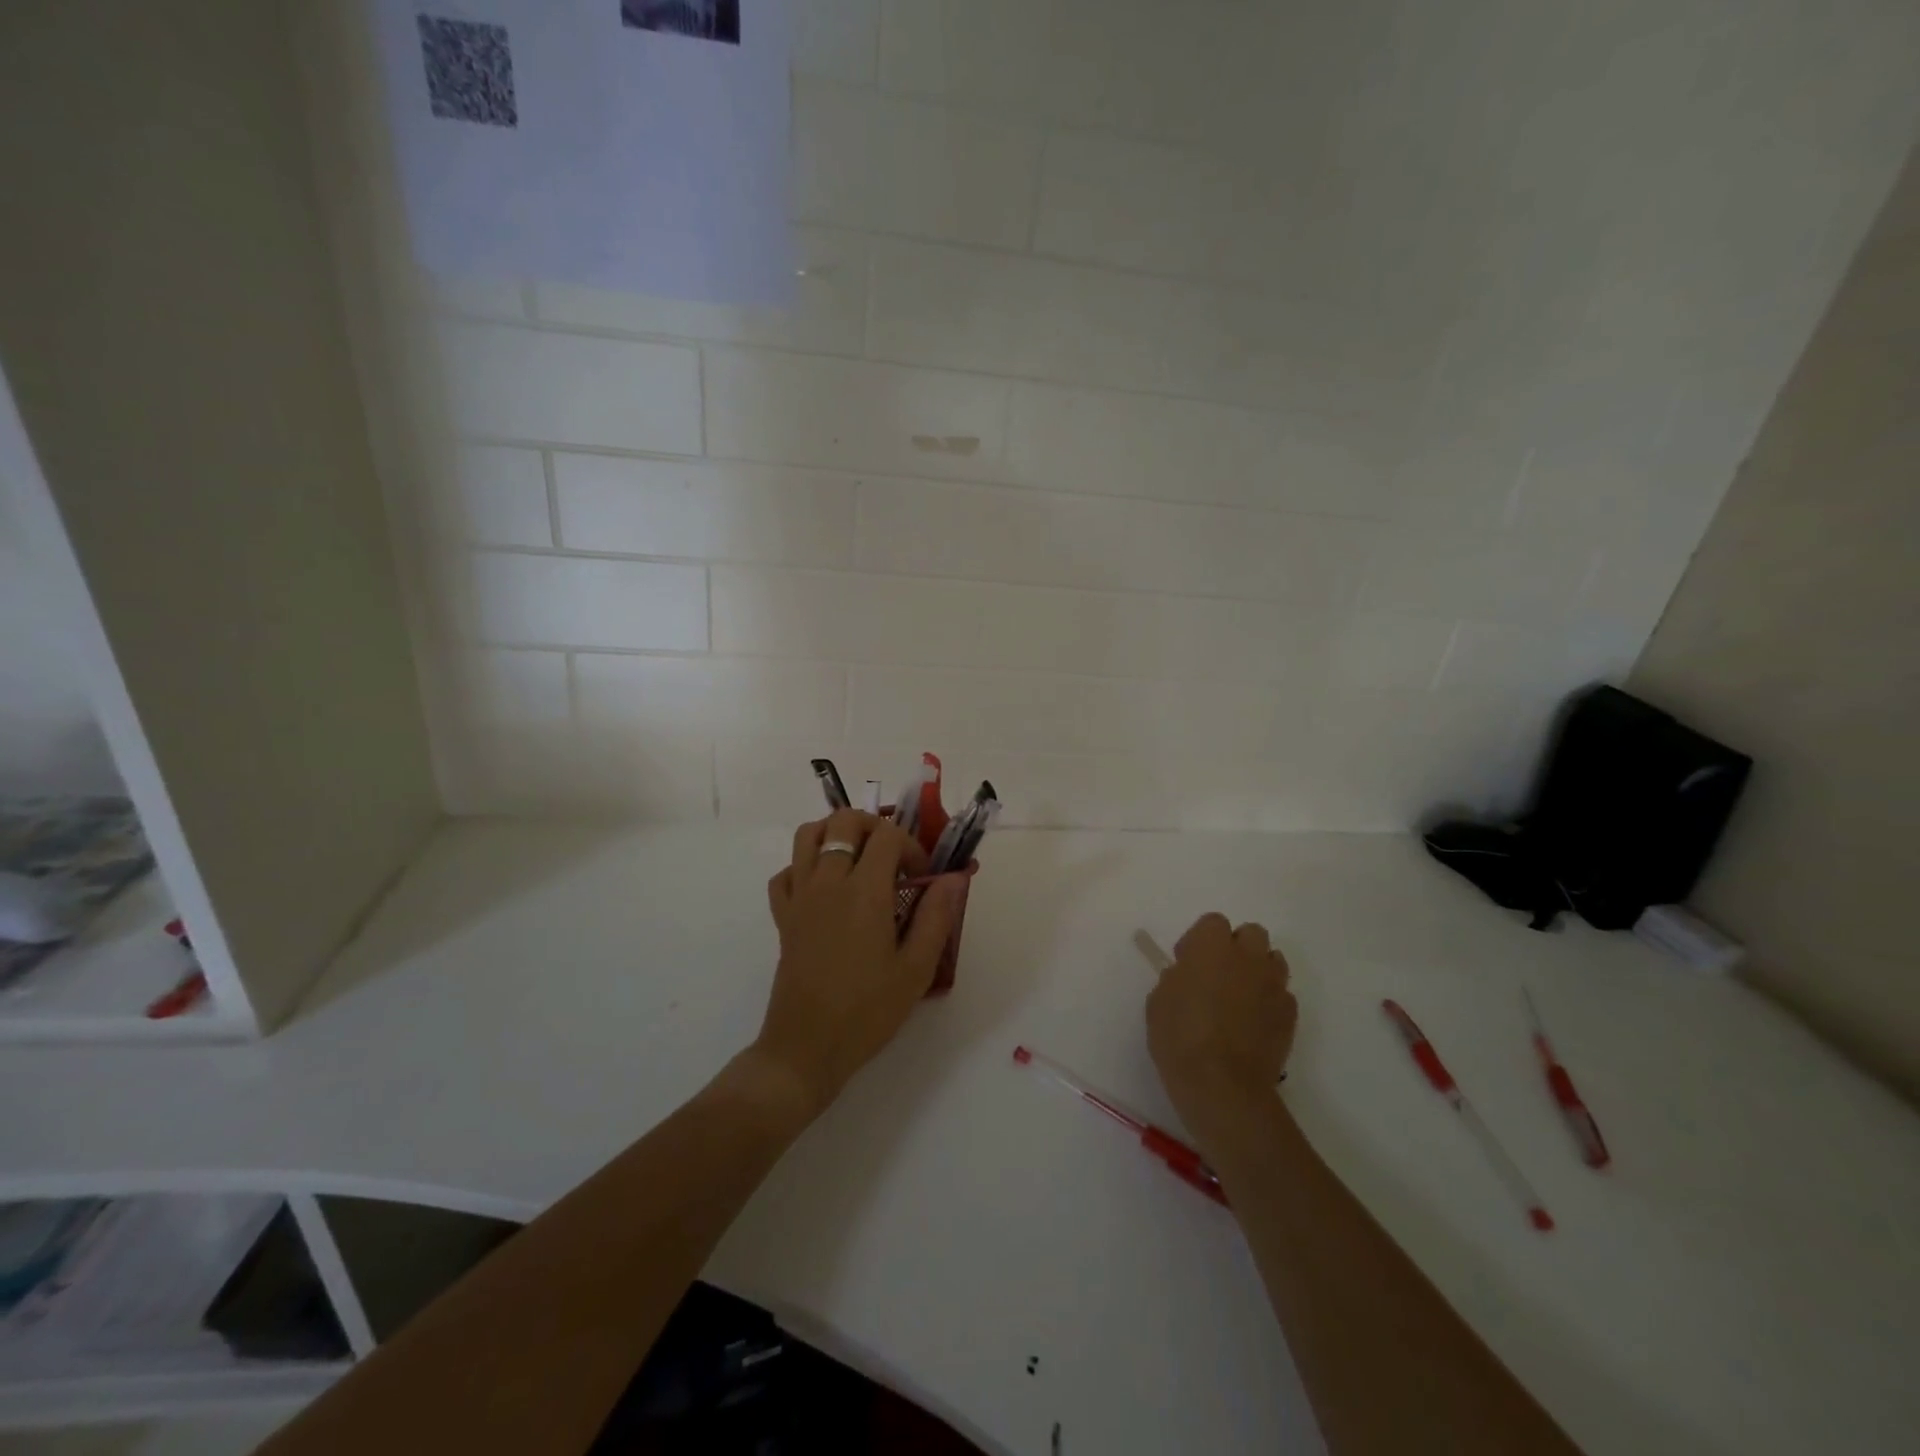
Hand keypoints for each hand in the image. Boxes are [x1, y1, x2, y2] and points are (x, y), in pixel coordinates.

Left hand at [753, 811, 964, 1115]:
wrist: (807, 1048)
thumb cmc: (867, 1011)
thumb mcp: (915, 969)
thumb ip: (937, 917)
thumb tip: (954, 878)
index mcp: (865, 891)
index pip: (887, 835)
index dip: (911, 846)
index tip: (921, 877)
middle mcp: (828, 882)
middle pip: (844, 820)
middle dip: (874, 826)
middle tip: (892, 858)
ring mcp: (800, 897)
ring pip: (808, 835)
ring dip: (835, 834)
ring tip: (858, 860)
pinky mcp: (782, 917)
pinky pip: (785, 872)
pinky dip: (804, 867)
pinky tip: (824, 889)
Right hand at [1147, 913, 1295, 1128]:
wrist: (1222, 1085)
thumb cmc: (1179, 1037)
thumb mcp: (1158, 1000)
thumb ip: (1176, 978)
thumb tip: (1188, 976)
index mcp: (1212, 946)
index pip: (1213, 922)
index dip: (1200, 940)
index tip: (1187, 963)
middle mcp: (1248, 957)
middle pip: (1251, 934)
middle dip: (1236, 947)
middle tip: (1217, 974)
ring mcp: (1274, 985)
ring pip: (1273, 960)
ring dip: (1257, 970)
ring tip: (1240, 997)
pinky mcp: (1290, 1015)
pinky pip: (1282, 995)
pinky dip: (1269, 1001)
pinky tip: (1254, 1024)